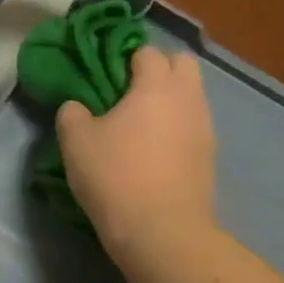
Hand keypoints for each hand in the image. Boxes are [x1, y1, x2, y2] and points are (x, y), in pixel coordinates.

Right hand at [56, 46, 219, 262]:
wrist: (162, 231)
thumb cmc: (115, 175)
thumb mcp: (75, 140)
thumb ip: (73, 112)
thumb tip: (79, 107)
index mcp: (156, 85)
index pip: (147, 51)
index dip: (125, 58)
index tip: (106, 75)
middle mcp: (188, 98)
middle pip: (183, 64)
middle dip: (159, 69)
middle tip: (128, 92)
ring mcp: (205, 128)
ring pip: (192, 96)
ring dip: (170, 100)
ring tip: (140, 124)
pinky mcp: (210, 157)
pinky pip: (194, 126)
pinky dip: (177, 127)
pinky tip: (155, 150)